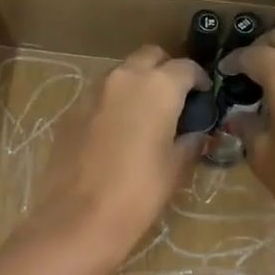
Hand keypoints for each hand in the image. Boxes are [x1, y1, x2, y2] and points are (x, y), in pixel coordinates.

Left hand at [23, 46, 208, 264]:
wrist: (78, 217)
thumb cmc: (138, 193)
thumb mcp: (174, 168)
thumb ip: (188, 141)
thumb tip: (194, 133)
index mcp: (157, 87)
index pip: (186, 67)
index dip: (198, 80)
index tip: (203, 96)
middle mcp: (123, 78)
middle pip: (149, 57)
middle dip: (165, 70)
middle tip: (175, 98)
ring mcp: (92, 92)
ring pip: (121, 73)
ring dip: (136, 84)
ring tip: (146, 114)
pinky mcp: (71, 111)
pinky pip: (99, 96)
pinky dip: (113, 103)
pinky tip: (117, 132)